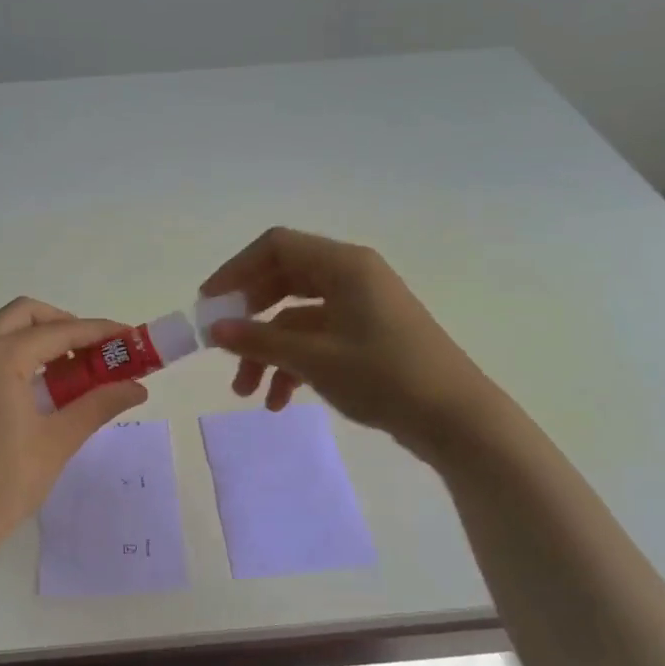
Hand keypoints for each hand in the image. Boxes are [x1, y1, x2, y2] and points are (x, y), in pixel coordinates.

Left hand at [0, 297, 148, 561]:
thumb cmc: (3, 484)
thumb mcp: (58, 441)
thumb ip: (99, 404)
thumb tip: (137, 387)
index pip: (58, 331)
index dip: (98, 332)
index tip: (130, 337)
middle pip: (26, 315)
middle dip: (65, 325)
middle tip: (97, 352)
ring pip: (4, 330)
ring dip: (40, 339)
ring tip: (74, 371)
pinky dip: (18, 354)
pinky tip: (40, 387)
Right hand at [200, 227, 499, 455]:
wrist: (455, 419)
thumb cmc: (384, 377)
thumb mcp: (314, 359)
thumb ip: (259, 341)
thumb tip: (215, 329)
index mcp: (344, 265)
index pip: (276, 246)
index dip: (236, 270)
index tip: (209, 305)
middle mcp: (352, 277)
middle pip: (283, 281)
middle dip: (249, 318)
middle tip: (223, 347)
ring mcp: (361, 307)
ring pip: (296, 317)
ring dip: (267, 351)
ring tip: (246, 392)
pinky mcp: (367, 337)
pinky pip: (317, 339)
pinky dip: (293, 364)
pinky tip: (278, 401)